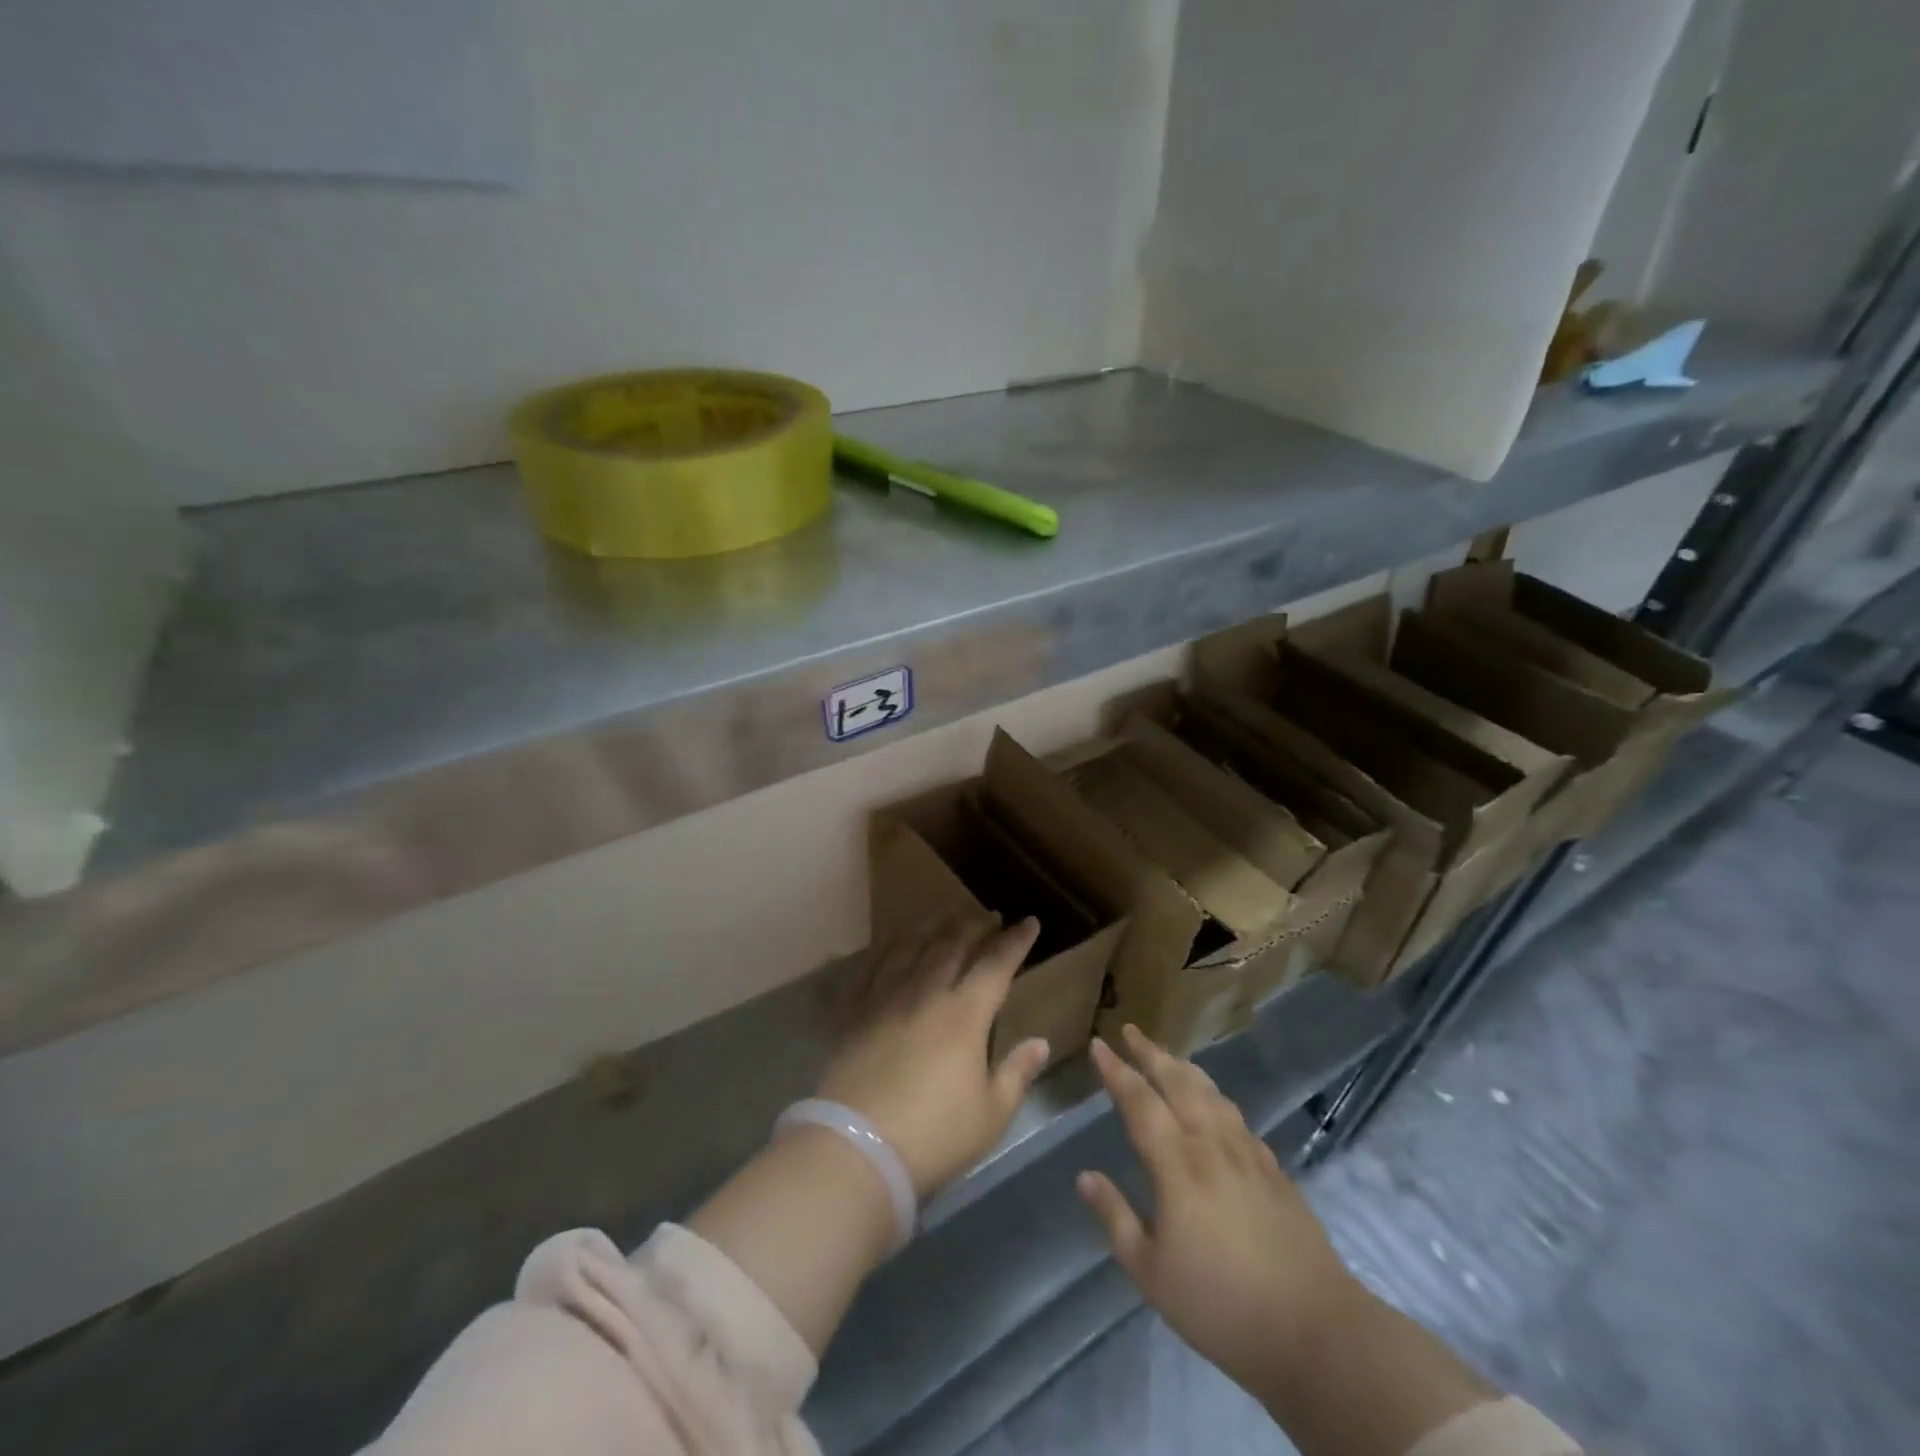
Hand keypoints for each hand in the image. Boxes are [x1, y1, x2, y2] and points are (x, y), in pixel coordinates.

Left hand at [819, 914, 1050, 1199]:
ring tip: (945, 916)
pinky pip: (873, 966)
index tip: (1029, 922)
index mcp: (965, 1014)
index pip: (996, 965)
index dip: (1015, 941)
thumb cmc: (934, 1136)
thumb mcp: (991, 1114)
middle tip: (988, 916)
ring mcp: (886, 998)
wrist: (857, 1149)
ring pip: (912, 947)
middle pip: (953, 945)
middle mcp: (926, 993)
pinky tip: (894, 944)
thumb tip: (1039, 1042)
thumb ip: (1017, 1073)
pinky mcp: (855, 1012)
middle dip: (975, 926)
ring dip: (933, 927)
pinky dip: (889, 947)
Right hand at [1077, 1026, 1356, 1393]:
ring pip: (1210, 1092)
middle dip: (1151, 1052)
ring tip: (1169, 1057)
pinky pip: (1236, 1116)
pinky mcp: (1274, 1169)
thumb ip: (1116, 1217)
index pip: (1139, 1100)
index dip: (1116, 1070)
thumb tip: (1085, 1176)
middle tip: (1131, 1030)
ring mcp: (1247, 1152)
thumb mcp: (1151, 1273)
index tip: (1098, 1044)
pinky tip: (1215, 1106)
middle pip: (1177, 1081)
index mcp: (1177, 1163)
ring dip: (1184, 1067)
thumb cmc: (1222, 1304)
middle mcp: (1211, 1143)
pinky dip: (1216, 1097)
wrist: (1316, 1329)